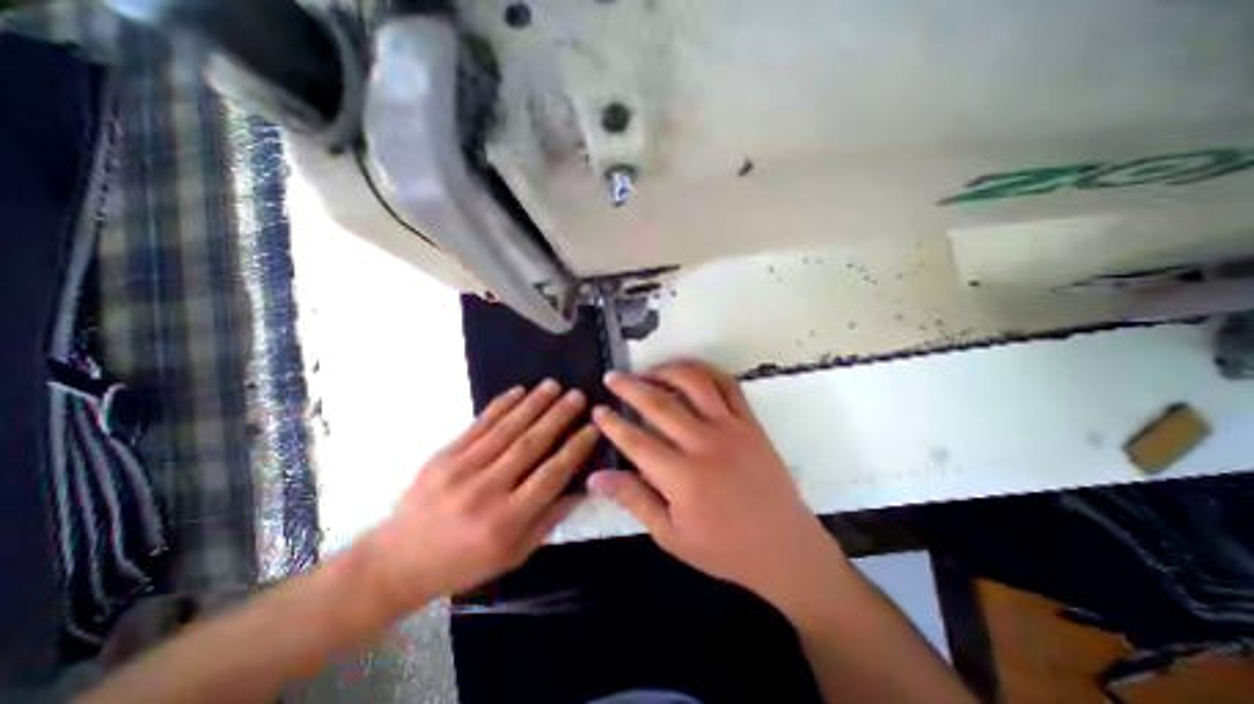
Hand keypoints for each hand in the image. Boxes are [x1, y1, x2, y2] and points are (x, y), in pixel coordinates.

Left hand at [364, 381, 597, 615]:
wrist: (396, 562)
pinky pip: (478, 425)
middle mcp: (486, 490)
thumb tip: (580, 489)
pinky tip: (518, 391)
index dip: (574, 449)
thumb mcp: (512, 555)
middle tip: (578, 396)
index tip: (592, 428)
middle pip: (531, 445)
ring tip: (554, 385)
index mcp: (506, 520)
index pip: (551, 475)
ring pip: (506, 429)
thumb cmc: (463, 563)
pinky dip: (500, 406)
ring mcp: (462, 469)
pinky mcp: (444, 455)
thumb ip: (548, 520)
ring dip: (533, 404)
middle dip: (558, 417)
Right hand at [592, 360, 847, 613]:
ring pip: (694, 383)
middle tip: (612, 377)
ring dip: (667, 370)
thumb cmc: (724, 549)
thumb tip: (595, 477)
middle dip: (630, 386)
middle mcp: (705, 444)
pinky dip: (706, 371)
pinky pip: (728, 385)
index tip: (597, 409)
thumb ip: (633, 500)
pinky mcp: (751, 422)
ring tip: (647, 371)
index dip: (612, 423)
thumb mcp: (671, 536)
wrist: (785, 548)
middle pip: (659, 404)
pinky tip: (689, 372)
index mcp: (683, 477)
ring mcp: (732, 428)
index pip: (636, 440)